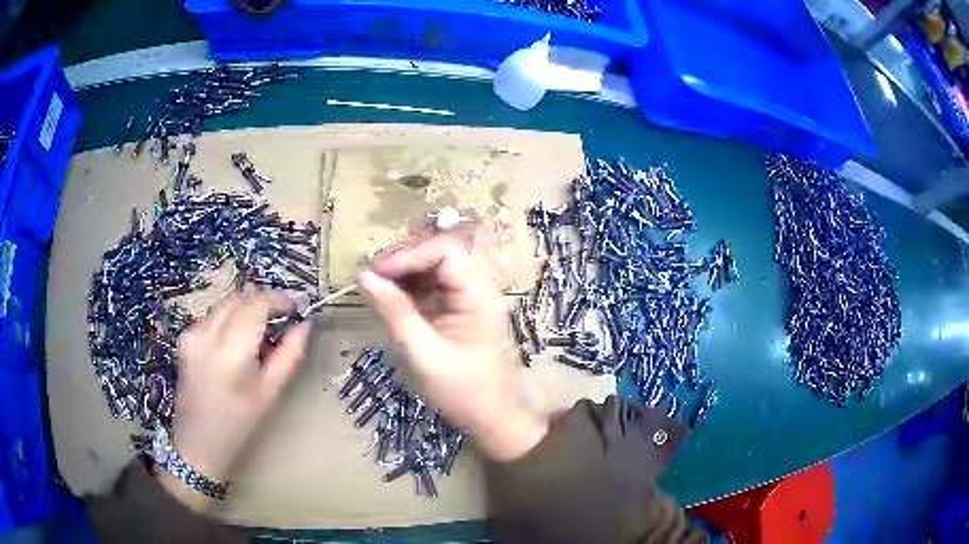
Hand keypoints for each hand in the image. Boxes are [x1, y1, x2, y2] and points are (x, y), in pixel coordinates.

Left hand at [160, 292, 309, 509]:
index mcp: (230, 351)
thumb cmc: (239, 426)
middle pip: (239, 298)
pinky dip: (231, 318)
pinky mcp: (184, 338)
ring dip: (247, 307)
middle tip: (283, 315)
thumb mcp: (270, 394)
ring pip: (225, 304)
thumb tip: (305, 325)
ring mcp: (191, 333)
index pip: (256, 304)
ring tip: (264, 327)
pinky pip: (213, 316)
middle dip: (263, 300)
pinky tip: (239, 339)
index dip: (279, 299)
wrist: (197, 443)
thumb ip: (289, 355)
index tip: (297, 307)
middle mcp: (207, 333)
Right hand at [359, 230, 547, 461]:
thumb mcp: (424, 353)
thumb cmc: (463, 391)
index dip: (409, 254)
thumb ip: (395, 313)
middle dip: (404, 261)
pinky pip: (435, 288)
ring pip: (435, 270)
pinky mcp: (461, 311)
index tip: (377, 271)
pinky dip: (411, 290)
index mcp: (478, 295)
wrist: (493, 419)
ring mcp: (471, 299)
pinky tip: (391, 299)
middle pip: (440, 255)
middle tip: (372, 277)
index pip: (445, 252)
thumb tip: (364, 277)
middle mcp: (478, 289)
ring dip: (405, 274)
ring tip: (376, 286)